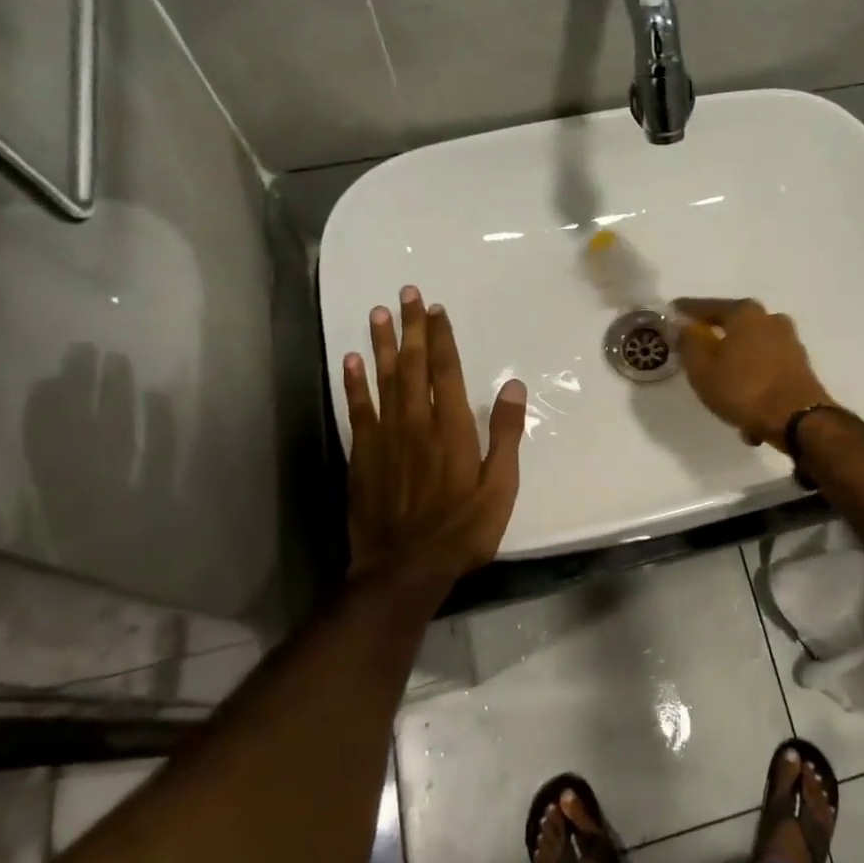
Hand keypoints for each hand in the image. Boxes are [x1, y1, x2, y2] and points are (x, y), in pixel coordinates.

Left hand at [342, 287, 527, 597]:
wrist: (405, 568)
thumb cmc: (462, 530)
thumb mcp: (500, 487)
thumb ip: (505, 434)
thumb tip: (512, 385)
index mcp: (452, 428)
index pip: (446, 371)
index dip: (442, 338)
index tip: (437, 309)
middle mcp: (416, 422)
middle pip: (414, 366)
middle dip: (412, 328)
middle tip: (407, 294)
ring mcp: (385, 437)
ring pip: (384, 380)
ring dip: (383, 344)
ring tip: (378, 313)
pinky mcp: (362, 455)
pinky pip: (357, 409)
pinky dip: (354, 383)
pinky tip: (351, 360)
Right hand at [672, 297, 835, 451]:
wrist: (798, 419)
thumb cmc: (744, 389)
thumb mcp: (702, 370)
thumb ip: (688, 345)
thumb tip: (684, 329)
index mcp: (745, 313)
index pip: (707, 307)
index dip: (686, 312)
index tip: (672, 313)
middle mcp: (770, 320)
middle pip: (733, 328)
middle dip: (715, 343)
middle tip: (697, 357)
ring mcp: (789, 342)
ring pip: (751, 353)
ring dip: (737, 370)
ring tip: (724, 396)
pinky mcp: (800, 365)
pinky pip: (766, 370)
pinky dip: (755, 384)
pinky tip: (747, 410)